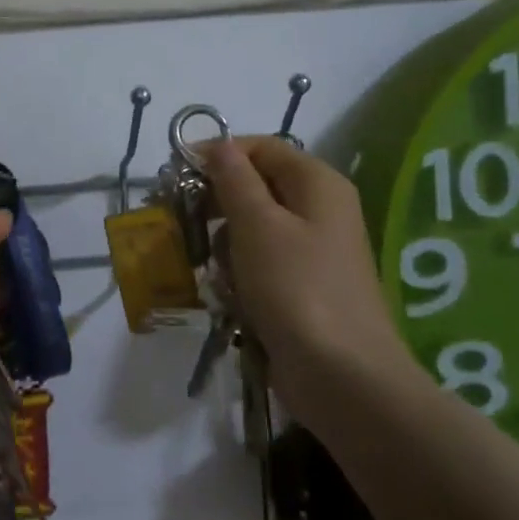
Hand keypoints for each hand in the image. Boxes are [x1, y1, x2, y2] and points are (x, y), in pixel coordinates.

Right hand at [204, 136, 401, 374]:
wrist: (340, 375)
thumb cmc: (296, 287)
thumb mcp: (257, 224)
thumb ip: (233, 179)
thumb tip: (217, 144)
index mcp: (317, 184)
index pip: (262, 148)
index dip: (220, 154)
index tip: (178, 175)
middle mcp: (319, 210)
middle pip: (256, 188)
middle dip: (217, 205)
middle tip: (185, 224)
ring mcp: (312, 252)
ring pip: (252, 230)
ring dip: (225, 246)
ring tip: (217, 272)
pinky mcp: (300, 287)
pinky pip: (259, 265)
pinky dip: (239, 276)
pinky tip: (229, 297)